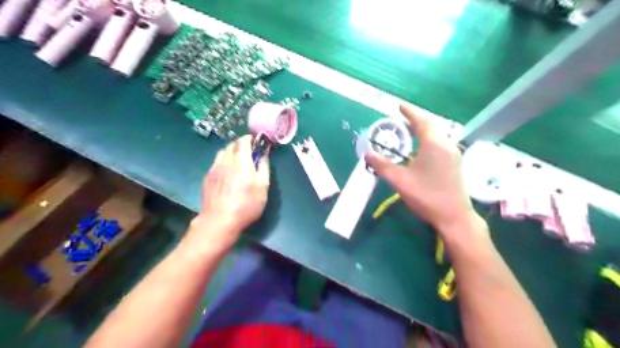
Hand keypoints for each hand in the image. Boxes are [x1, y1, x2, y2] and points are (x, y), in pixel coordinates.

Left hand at [191, 134, 270, 248]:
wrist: (219, 220)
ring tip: (238, 160)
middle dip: (241, 145)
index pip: (243, 141)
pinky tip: (227, 171)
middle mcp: (226, 161)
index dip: (250, 139)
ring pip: (222, 152)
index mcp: (242, 162)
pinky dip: (223, 161)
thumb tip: (264, 154)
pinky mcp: (207, 177)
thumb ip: (264, 167)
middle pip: (231, 145)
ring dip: (231, 152)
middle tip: (249, 152)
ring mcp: (214, 169)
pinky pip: (216, 162)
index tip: (256, 142)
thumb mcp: (263, 187)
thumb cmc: (246, 205)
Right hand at [365, 103, 481, 235]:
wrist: (454, 217)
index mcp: (434, 144)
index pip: (421, 120)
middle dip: (415, 119)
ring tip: (407, 132)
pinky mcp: (453, 163)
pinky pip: (439, 143)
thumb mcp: (399, 180)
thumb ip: (382, 165)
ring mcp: (452, 154)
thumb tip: (366, 153)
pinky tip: (418, 149)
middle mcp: (446, 144)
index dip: (409, 112)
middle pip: (431, 124)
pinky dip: (427, 139)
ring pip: (436, 134)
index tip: (399, 105)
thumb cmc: (426, 196)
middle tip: (400, 119)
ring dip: (422, 130)